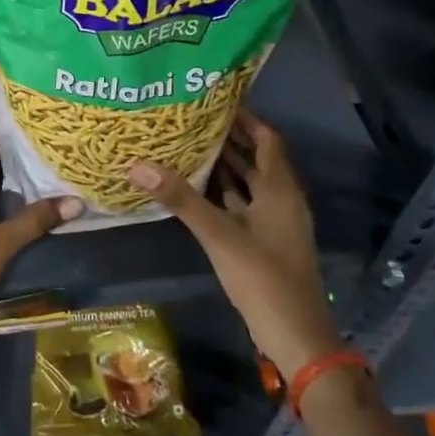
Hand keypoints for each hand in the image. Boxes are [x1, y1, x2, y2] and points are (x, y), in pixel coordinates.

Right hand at [126, 109, 338, 377]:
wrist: (295, 336)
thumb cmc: (263, 279)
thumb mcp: (219, 235)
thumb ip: (181, 199)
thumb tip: (138, 164)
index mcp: (280, 189)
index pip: (267, 138)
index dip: (246, 117)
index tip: (215, 99)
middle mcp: (281, 199)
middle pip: (257, 157)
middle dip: (229, 137)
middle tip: (191, 117)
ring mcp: (273, 222)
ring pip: (249, 182)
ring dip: (225, 164)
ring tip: (188, 143)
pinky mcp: (264, 241)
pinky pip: (243, 204)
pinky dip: (223, 191)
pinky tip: (196, 187)